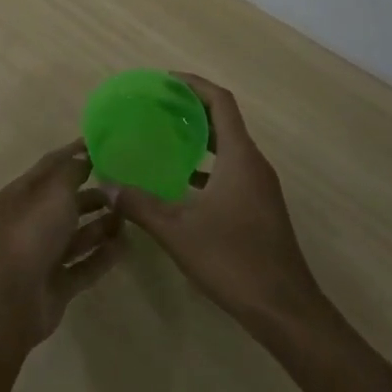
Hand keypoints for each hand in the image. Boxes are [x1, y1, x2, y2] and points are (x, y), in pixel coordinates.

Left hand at [0, 143, 123, 347]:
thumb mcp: (54, 191)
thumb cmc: (32, 233)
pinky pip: (86, 264)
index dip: (75, 153)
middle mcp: (33, 220)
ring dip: (102, 225)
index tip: (103, 146)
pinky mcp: (58, 283)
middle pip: (67, 201)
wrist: (12, 299)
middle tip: (125, 187)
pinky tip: (127, 246)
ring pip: (78, 234)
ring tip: (130, 216)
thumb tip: (85, 159)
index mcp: (25, 193)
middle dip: (94, 193)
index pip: (52, 165)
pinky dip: (104, 255)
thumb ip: (73, 171)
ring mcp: (44, 254)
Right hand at [113, 75, 327, 339]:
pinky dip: (207, 166)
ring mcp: (260, 187)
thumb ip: (140, 205)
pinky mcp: (260, 208)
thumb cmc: (234, 261)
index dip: (194, 85)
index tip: (165, 80)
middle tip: (156, 107)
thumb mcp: (178, 231)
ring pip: (228, 148)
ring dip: (200, 138)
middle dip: (192, 109)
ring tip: (164, 138)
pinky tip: (181, 183)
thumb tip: (107, 184)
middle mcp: (254, 164)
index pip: (220, 102)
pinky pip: (231, 171)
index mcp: (240, 157)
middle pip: (224, 121)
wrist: (285, 310)